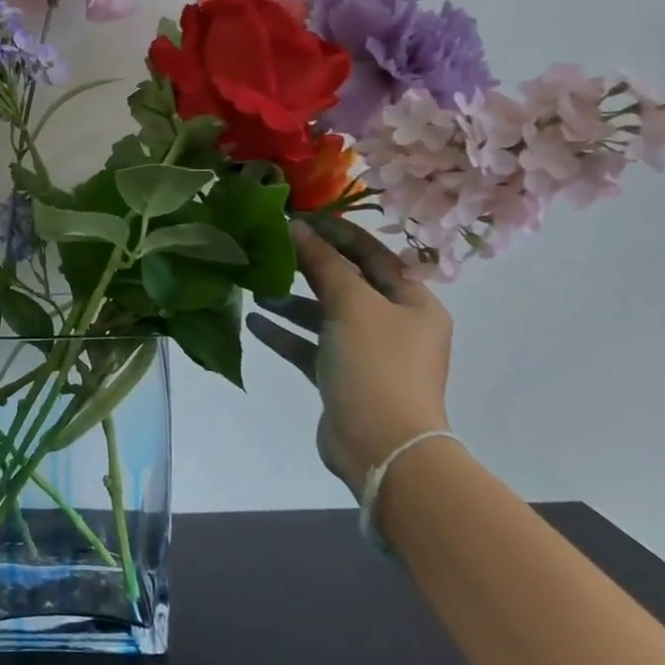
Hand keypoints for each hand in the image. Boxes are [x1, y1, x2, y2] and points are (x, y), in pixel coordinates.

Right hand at [246, 217, 452, 495]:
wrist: (382, 447)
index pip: (372, 254)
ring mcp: (366, 352)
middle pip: (346, 283)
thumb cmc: (376, 365)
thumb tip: (297, 226)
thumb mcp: (351, 304)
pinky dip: (284, 332)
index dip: (337, 233)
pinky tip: (253, 321)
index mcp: (412, 301)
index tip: (297, 217)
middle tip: (270, 247)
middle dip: (307, 266)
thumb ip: (323, 264)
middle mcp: (393, 323)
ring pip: (324, 314)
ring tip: (254, 286)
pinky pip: (309, 345)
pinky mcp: (340, 377)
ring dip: (291, 300)